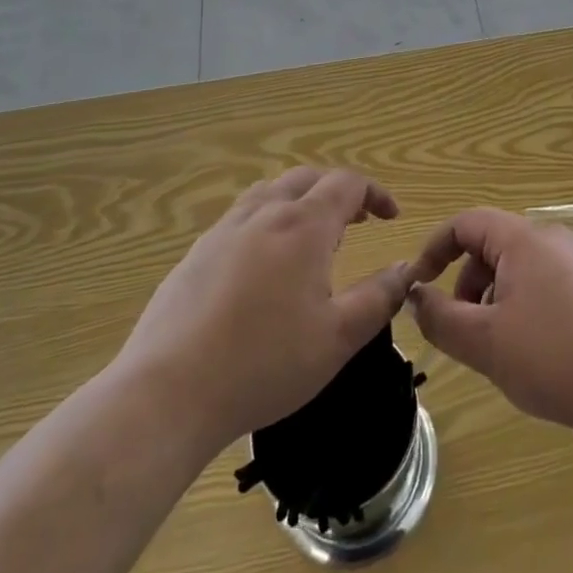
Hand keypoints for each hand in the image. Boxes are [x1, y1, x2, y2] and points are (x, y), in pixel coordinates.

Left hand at [113, 168, 412, 449]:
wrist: (168, 393)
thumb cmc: (264, 364)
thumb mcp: (338, 338)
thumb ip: (378, 297)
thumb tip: (404, 268)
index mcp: (304, 225)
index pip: (347, 183)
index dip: (374, 193)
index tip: (390, 217)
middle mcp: (264, 213)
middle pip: (308, 178)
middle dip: (338, 192)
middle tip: (356, 221)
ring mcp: (224, 230)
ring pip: (270, 192)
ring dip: (300, 200)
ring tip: (311, 236)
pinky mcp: (195, 254)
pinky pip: (240, 217)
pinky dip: (266, 221)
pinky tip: (262, 265)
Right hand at [406, 208, 572, 441]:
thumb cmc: (556, 357)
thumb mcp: (486, 343)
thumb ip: (441, 318)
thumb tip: (416, 297)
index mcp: (523, 238)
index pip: (466, 222)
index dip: (434, 249)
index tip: (418, 287)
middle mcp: (554, 238)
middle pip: (494, 245)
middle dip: (468, 283)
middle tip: (464, 331)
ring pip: (521, 268)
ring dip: (497, 299)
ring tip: (502, 349)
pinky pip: (549, 284)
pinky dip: (527, 307)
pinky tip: (539, 354)